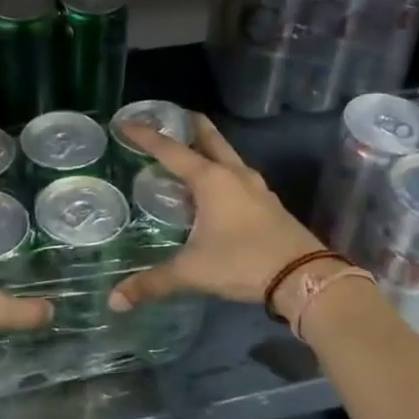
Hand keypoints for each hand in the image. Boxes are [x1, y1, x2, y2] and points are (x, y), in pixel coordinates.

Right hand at [109, 114, 322, 313]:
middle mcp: (234, 174)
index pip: (170, 150)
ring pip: (227, 155)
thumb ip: (153, 283)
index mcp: (211, 180)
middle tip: (169, 117)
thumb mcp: (193, 272)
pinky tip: (214, 189)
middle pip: (209, 137)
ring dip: (208, 147)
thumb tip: (115, 301)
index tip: (125, 122)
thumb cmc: (243, 262)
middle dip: (188, 124)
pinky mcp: (268, 202)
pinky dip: (221, 171)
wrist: (303, 276)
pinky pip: (238, 176)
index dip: (145, 135)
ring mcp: (256, 187)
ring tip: (188, 152)